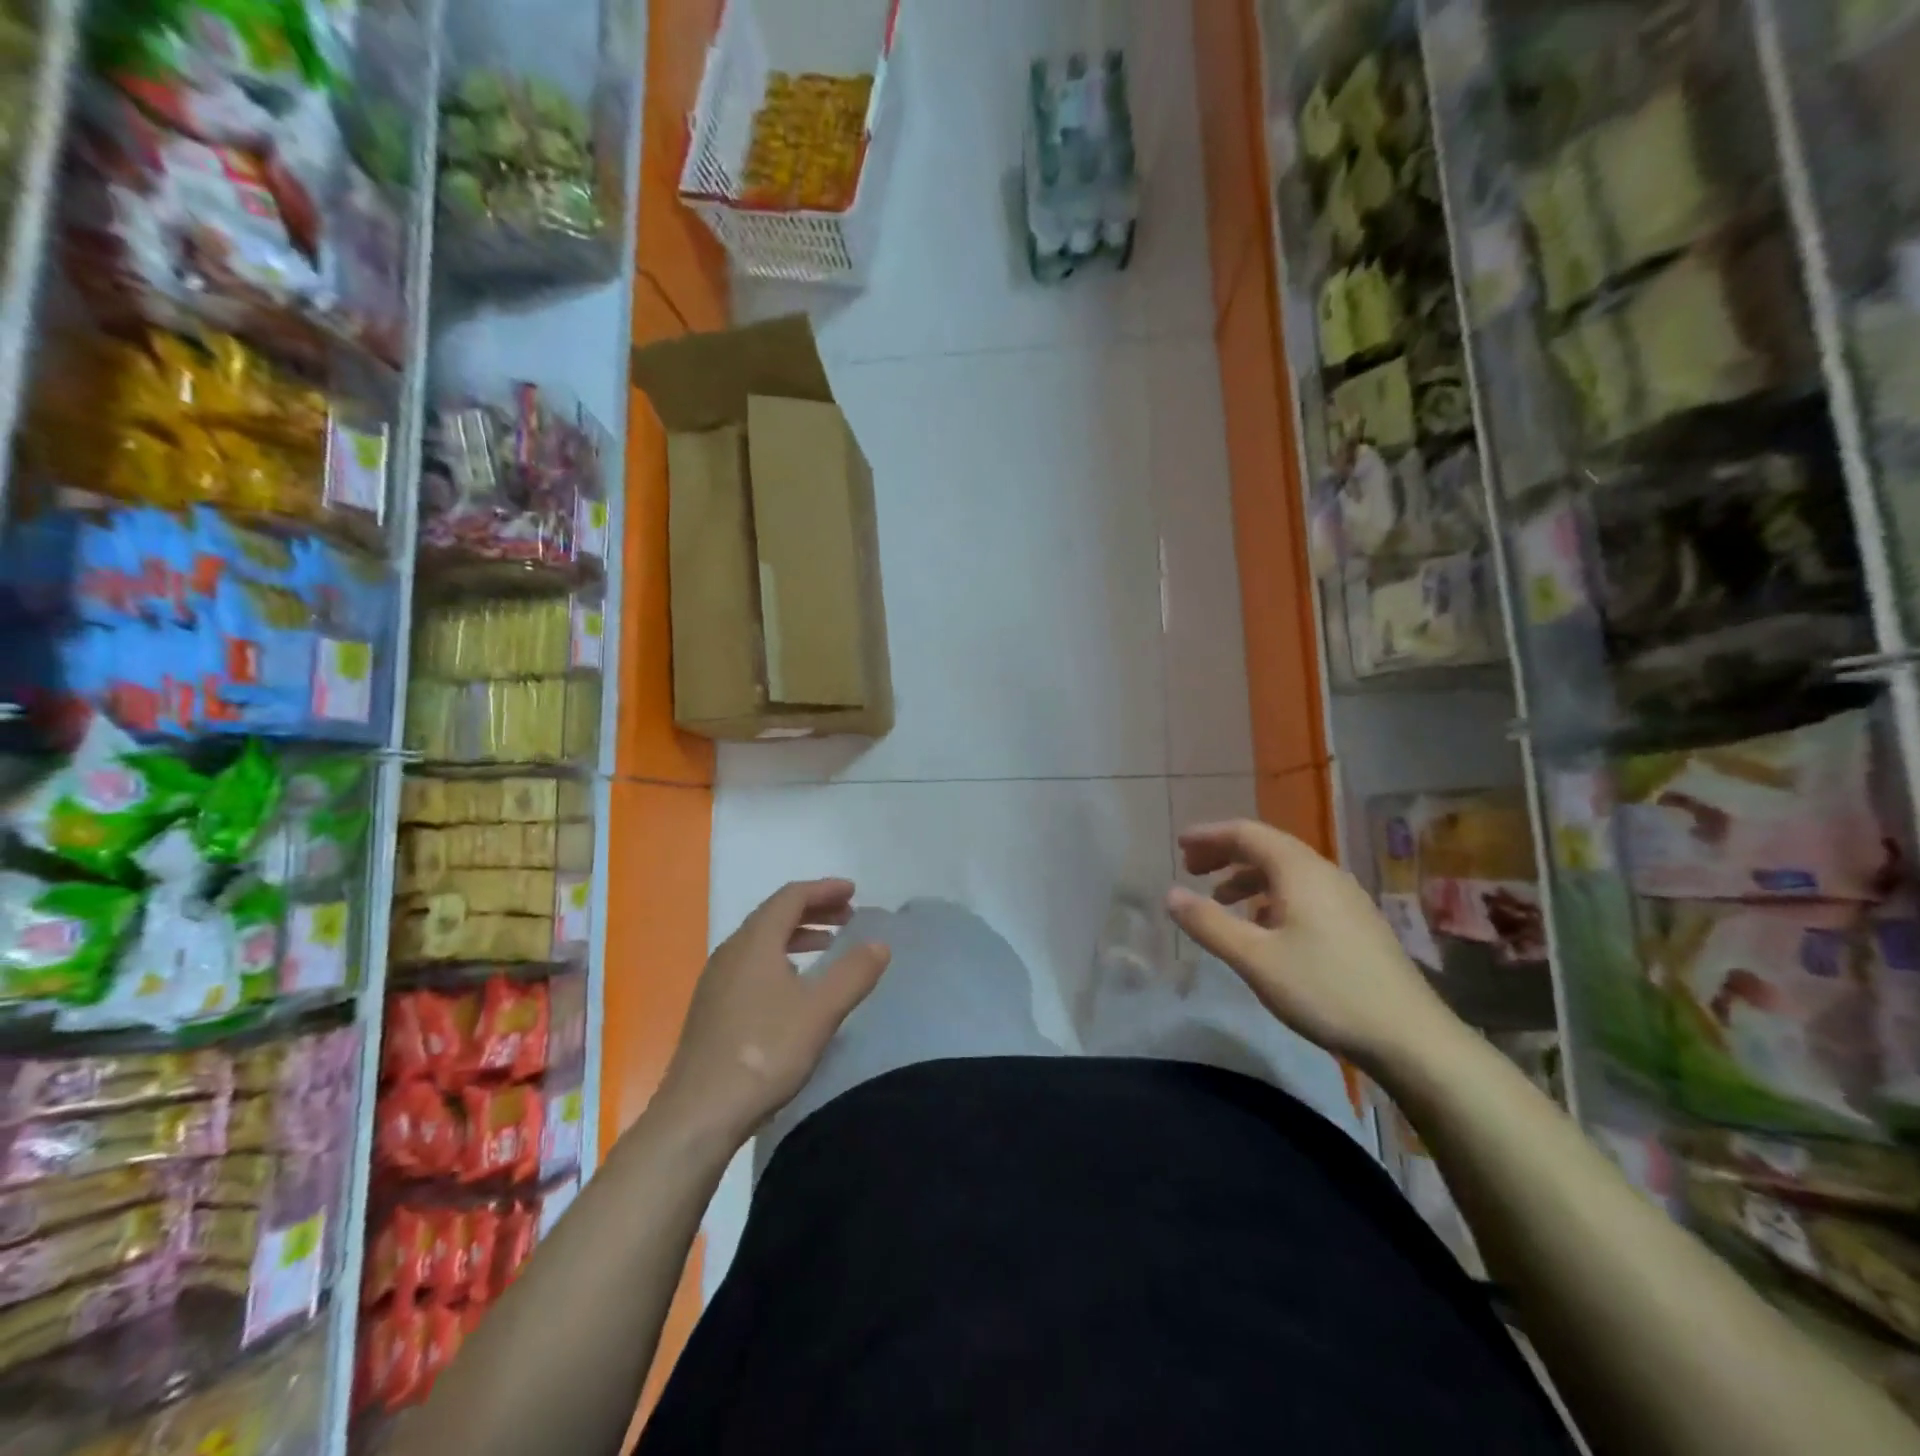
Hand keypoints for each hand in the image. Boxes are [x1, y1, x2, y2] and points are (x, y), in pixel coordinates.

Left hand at [655, 880, 889, 1150]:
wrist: (698, 1113)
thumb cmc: (764, 1052)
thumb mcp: (820, 1011)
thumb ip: (853, 973)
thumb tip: (879, 944)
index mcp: (755, 942)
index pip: (791, 897)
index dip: (824, 890)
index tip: (853, 891)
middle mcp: (731, 952)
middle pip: (774, 915)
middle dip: (813, 910)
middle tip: (847, 917)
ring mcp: (716, 981)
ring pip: (761, 942)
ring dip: (797, 936)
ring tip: (827, 946)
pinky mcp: (711, 1008)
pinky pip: (751, 964)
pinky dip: (779, 958)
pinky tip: (794, 987)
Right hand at [1166, 820, 1460, 1073]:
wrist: (1411, 1038)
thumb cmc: (1326, 990)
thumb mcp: (1255, 959)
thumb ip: (1209, 923)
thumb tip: (1170, 894)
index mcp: (1299, 870)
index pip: (1247, 834)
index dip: (1209, 836)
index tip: (1179, 845)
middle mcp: (1324, 873)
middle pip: (1267, 848)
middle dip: (1226, 853)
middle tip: (1192, 868)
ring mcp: (1345, 898)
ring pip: (1286, 872)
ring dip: (1248, 877)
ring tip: (1220, 899)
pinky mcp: (1356, 924)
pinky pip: (1303, 893)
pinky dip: (1271, 897)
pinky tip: (1263, 928)